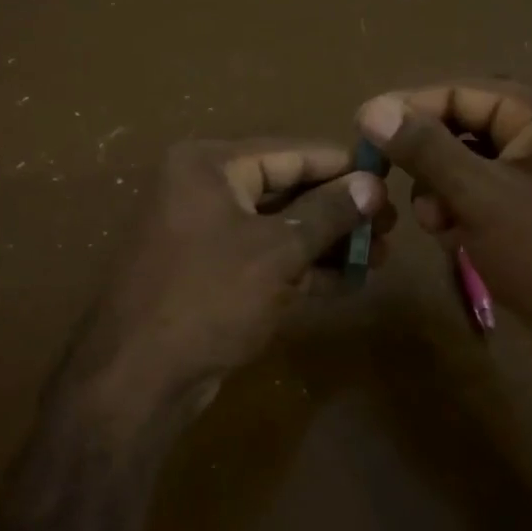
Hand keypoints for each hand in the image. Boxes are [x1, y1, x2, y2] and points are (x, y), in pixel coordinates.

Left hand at [62, 139, 389, 426]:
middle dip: (340, 210)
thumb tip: (372, 184)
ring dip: (328, 242)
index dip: (344, 167)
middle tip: (393, 226)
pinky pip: (265, 259)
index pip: (291, 152)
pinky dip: (304, 268)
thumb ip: (327, 213)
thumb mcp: (276, 250)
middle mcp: (203, 190)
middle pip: (286, 189)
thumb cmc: (209, 297)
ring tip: (382, 255)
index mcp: (209, 165)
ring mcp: (205, 234)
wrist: (139, 377)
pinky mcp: (211, 274)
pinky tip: (351, 281)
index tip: (391, 178)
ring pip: (278, 228)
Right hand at [356, 82, 531, 392]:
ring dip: (440, 192)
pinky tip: (452, 238)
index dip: (410, 107)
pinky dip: (459, 212)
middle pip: (463, 129)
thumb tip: (372, 108)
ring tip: (436, 224)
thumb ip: (424, 149)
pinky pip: (480, 196)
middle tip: (393, 183)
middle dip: (428, 160)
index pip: (462, 92)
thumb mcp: (479, 196)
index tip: (363, 127)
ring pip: (466, 166)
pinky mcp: (531, 213)